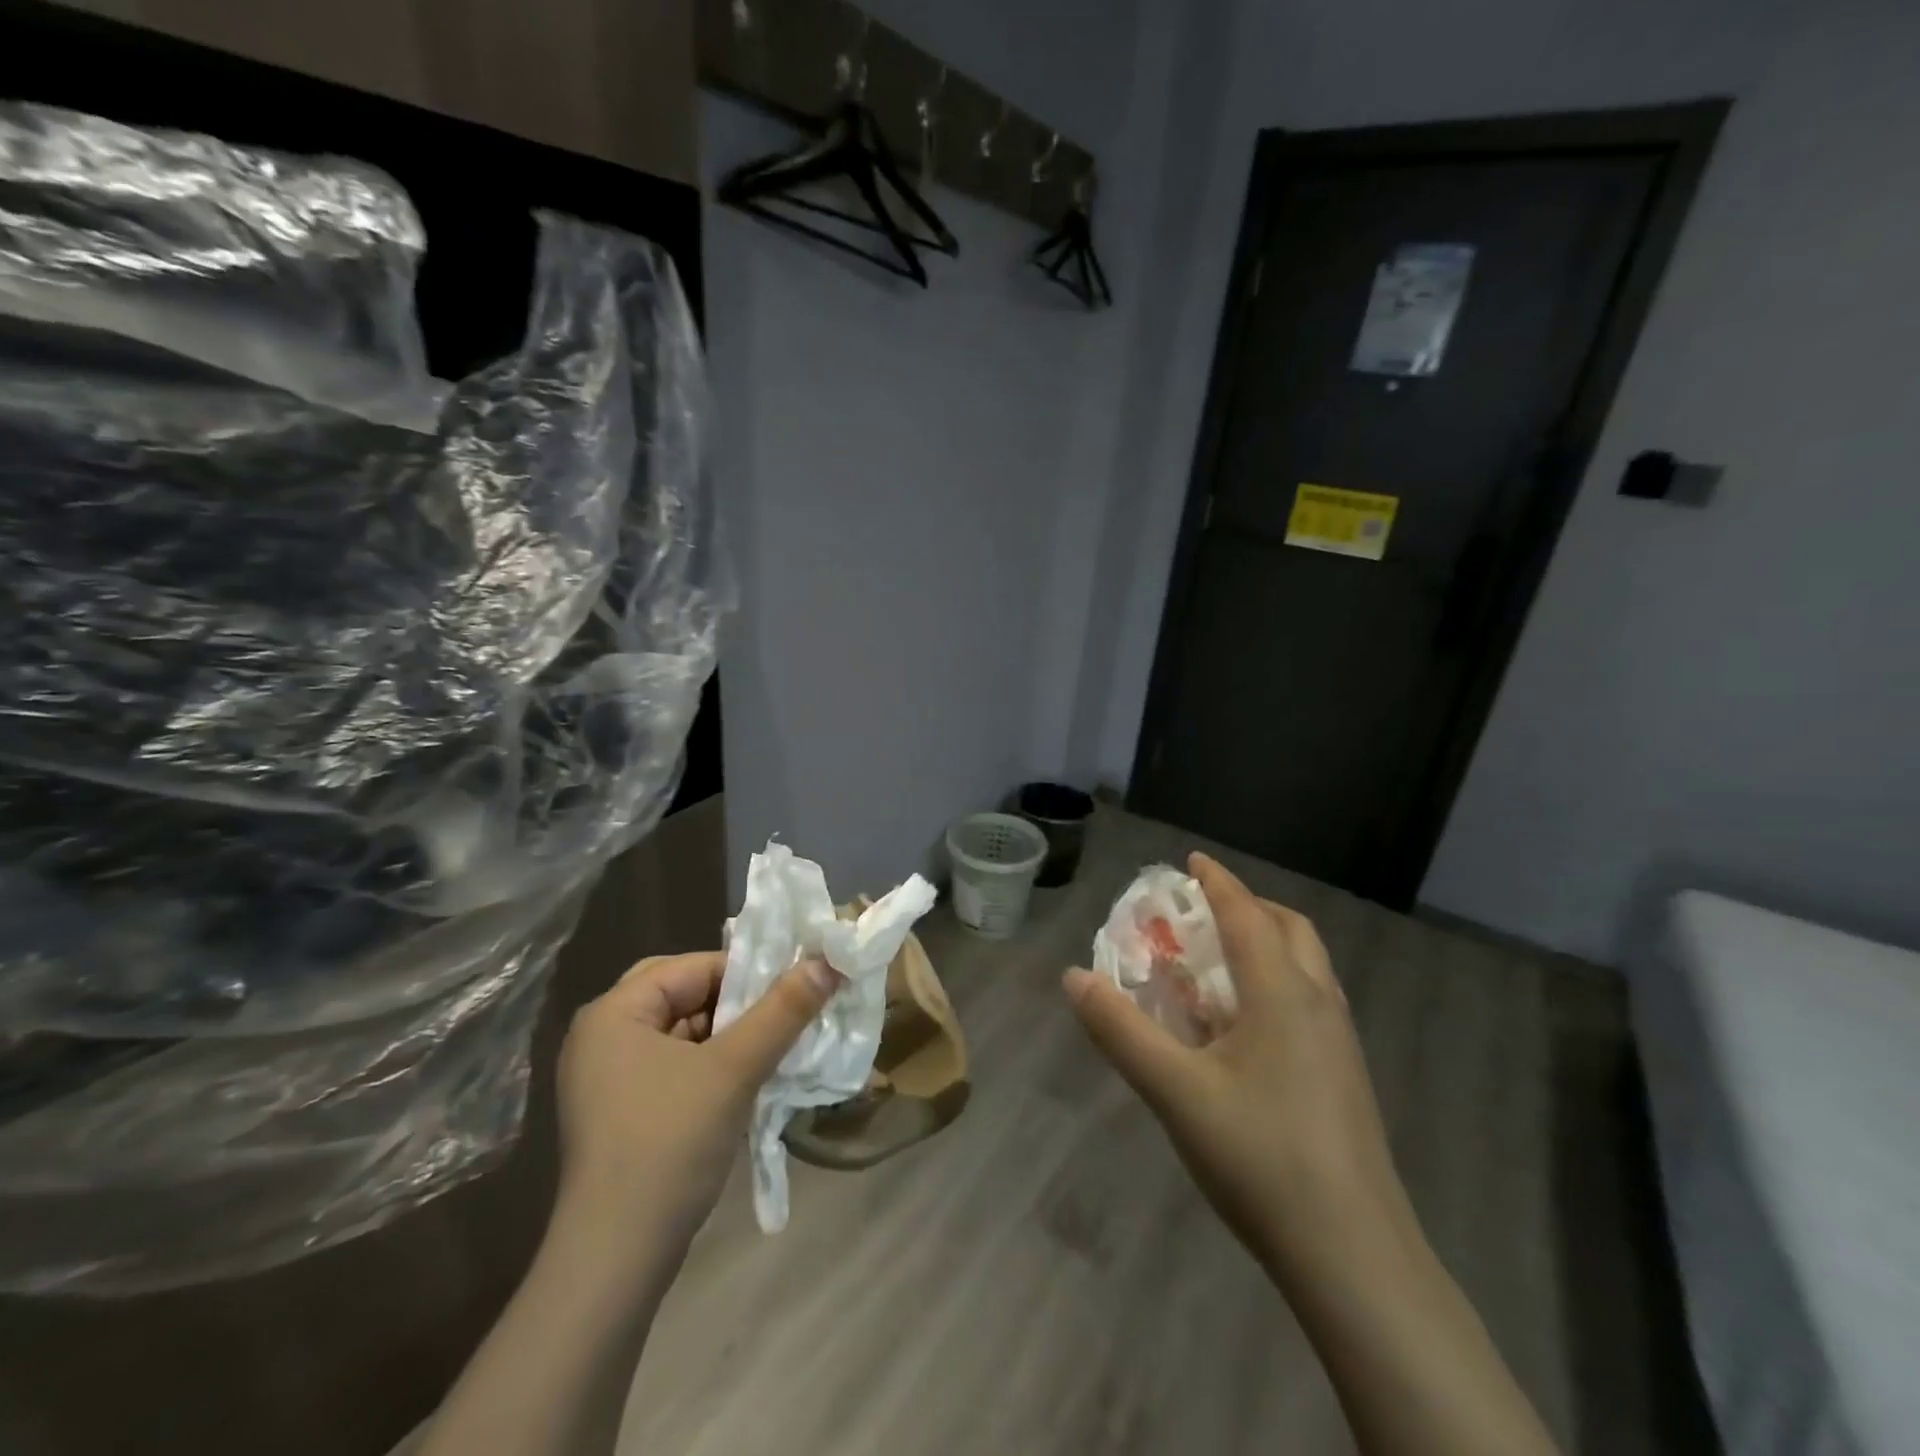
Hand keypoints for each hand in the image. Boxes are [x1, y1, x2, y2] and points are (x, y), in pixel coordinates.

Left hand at [554, 951, 838, 1267]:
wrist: (615, 1259)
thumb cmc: (669, 1145)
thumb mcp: (734, 1070)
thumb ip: (782, 1011)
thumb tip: (828, 962)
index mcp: (614, 1012)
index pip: (693, 966)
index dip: (748, 972)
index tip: (794, 987)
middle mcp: (603, 1034)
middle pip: (685, 994)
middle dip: (737, 1002)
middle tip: (781, 1013)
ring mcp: (608, 1076)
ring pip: (683, 1030)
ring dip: (730, 1033)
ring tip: (776, 1042)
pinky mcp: (622, 1109)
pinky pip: (675, 1063)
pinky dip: (712, 1062)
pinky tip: (748, 1077)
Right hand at [1065, 853, 1412, 1285]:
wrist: (1354, 1256)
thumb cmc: (1261, 1158)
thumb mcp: (1175, 1091)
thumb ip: (1120, 1030)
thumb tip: (1073, 977)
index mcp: (1282, 993)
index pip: (1247, 915)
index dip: (1217, 882)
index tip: (1192, 861)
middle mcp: (1318, 1004)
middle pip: (1290, 929)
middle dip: (1248, 907)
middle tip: (1204, 912)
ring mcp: (1340, 1042)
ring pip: (1307, 966)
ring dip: (1267, 943)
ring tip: (1219, 963)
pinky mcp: (1346, 1076)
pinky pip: (1310, 1000)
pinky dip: (1277, 982)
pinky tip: (1246, 1026)